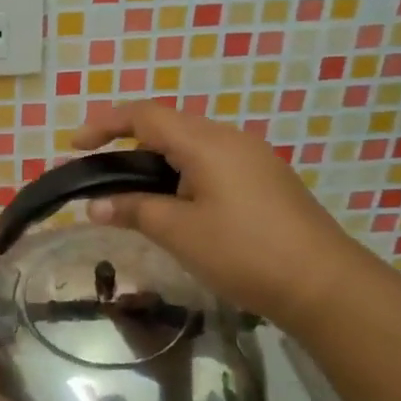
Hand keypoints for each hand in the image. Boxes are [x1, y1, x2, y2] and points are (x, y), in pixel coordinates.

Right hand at [71, 101, 366, 328]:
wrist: (325, 285)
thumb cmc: (244, 252)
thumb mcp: (179, 232)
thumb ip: (133, 210)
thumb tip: (94, 205)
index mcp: (206, 142)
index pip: (145, 116)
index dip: (105, 124)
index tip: (75, 146)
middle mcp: (230, 139)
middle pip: (168, 126)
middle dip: (129, 142)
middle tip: (101, 171)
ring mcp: (253, 159)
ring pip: (192, 146)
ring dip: (157, 161)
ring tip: (133, 192)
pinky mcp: (266, 180)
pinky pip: (212, 163)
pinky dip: (182, 174)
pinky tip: (177, 205)